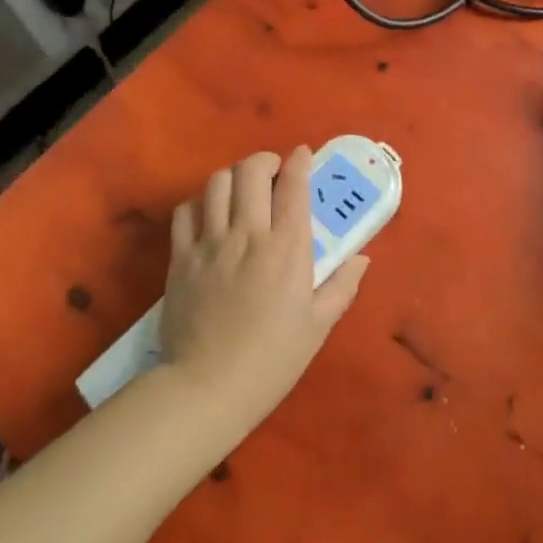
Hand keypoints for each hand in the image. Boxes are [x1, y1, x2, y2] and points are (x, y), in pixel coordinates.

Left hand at [158, 146, 369, 420]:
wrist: (208, 387)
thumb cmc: (272, 360)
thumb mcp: (318, 326)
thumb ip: (342, 286)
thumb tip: (361, 258)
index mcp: (287, 249)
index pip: (293, 186)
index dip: (299, 162)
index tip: (303, 155)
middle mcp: (247, 234)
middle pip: (251, 171)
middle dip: (265, 161)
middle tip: (273, 173)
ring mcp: (209, 243)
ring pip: (216, 183)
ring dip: (233, 177)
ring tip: (242, 191)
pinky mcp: (181, 258)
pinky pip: (185, 212)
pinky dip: (200, 202)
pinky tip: (209, 215)